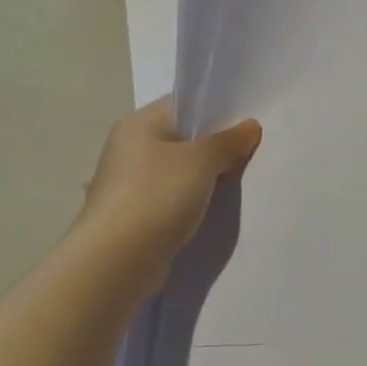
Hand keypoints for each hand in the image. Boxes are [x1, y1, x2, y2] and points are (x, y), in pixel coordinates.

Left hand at [70, 98, 261, 287]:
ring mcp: (127, 183)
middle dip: (213, 145)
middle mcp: (128, 148)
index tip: (246, 121)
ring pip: (177, 170)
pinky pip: (170, 197)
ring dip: (203, 176)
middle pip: (181, 137)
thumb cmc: (158, 195)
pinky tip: (210, 208)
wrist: (116, 261)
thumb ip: (229, 140)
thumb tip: (250, 126)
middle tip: (248, 151)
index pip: (183, 104)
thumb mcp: (203, 159)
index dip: (215, 109)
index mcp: (138, 123)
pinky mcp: (132, 214)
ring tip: (236, 180)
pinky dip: (189, 200)